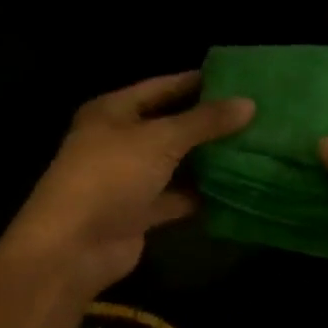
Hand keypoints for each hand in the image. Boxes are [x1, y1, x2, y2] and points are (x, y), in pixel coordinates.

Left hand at [0, 71, 254, 299]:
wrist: (73, 247)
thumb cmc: (111, 176)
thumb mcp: (161, 140)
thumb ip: (205, 122)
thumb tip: (250, 104)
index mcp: (113, 111)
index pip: (162, 87)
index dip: (198, 82)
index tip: (239, 80)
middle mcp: (119, 140)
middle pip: (171, 125)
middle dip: (209, 123)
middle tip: (254, 114)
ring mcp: (129, 178)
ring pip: (176, 163)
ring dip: (208, 159)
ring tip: (254, 146)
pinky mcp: (139, 212)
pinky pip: (177, 197)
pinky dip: (201, 194)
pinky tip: (237, 187)